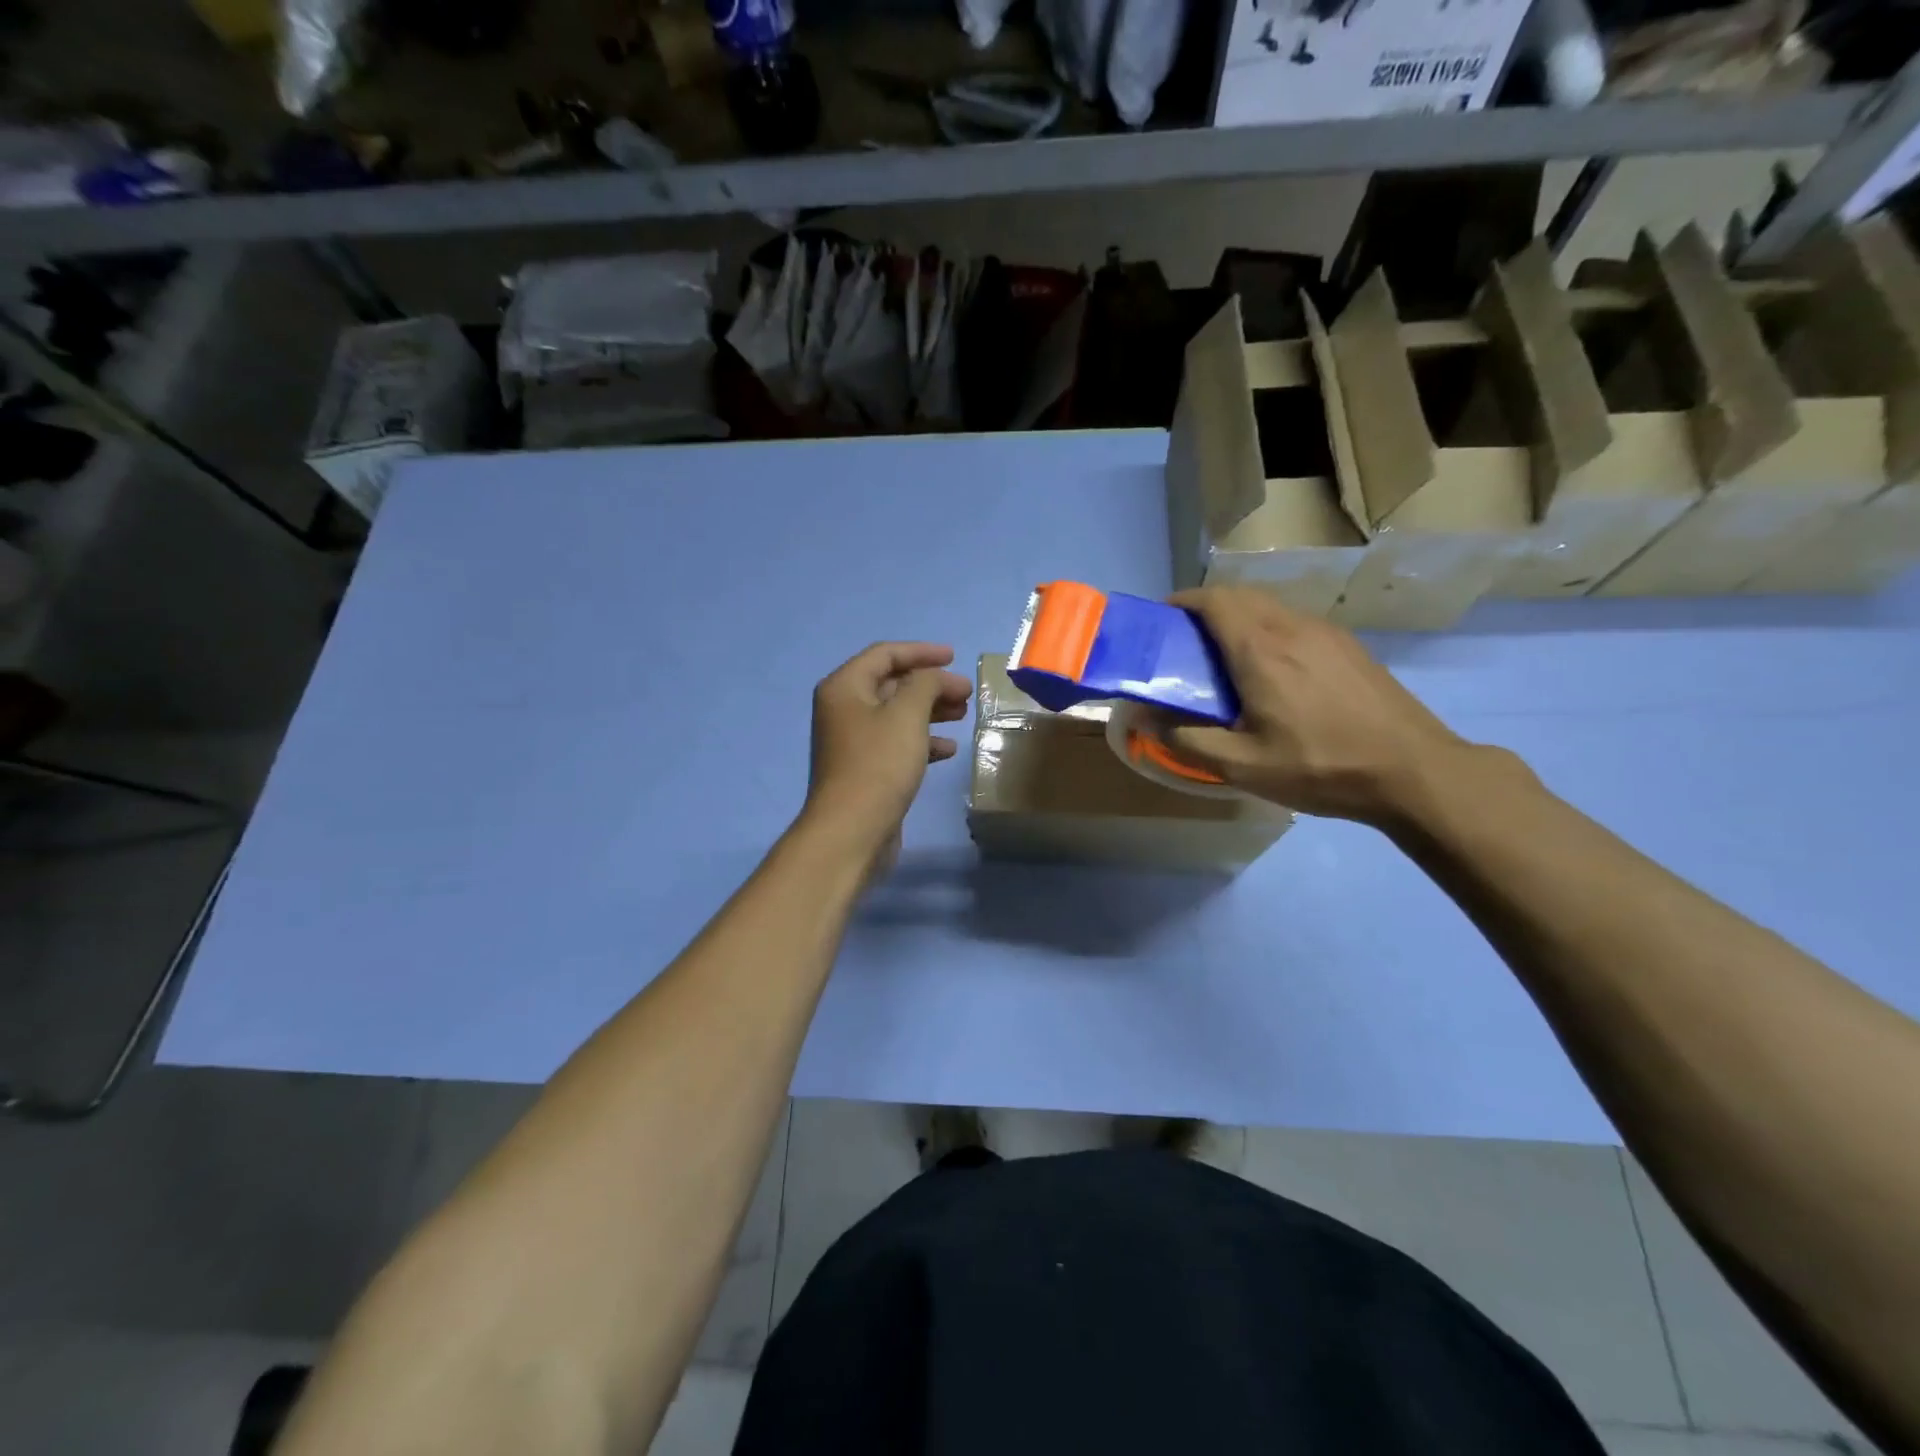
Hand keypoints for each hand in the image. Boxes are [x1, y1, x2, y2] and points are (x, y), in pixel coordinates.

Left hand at [803, 642, 972, 864]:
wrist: (852, 831)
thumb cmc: (878, 764)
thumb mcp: (907, 715)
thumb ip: (926, 684)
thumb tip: (937, 677)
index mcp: (844, 687)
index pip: (885, 654)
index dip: (921, 652)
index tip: (955, 657)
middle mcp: (844, 709)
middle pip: (892, 684)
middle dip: (930, 685)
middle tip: (966, 693)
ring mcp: (853, 741)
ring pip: (897, 715)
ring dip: (930, 711)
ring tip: (963, 715)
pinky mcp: (866, 769)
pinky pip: (897, 743)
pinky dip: (922, 740)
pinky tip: (948, 749)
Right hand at [1162, 588, 1474, 825]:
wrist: (1414, 771)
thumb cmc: (1320, 767)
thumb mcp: (1242, 766)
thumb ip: (1185, 740)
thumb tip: (1142, 717)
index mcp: (1260, 649)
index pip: (1214, 600)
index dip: (1183, 601)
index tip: (1162, 619)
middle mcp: (1292, 627)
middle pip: (1241, 596)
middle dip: (1207, 608)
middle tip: (1187, 642)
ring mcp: (1327, 633)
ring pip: (1271, 607)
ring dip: (1240, 618)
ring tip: (1225, 657)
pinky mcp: (1350, 646)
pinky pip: (1296, 623)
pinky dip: (1269, 630)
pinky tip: (1274, 671)